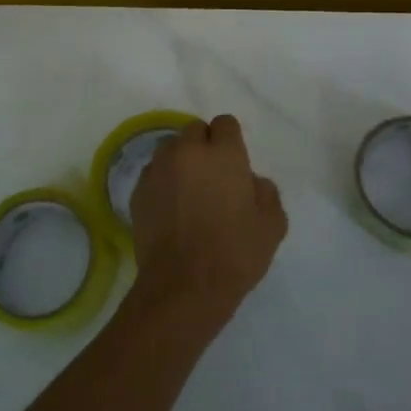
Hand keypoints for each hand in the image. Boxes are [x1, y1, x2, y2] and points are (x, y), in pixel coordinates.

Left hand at [129, 115, 287, 325]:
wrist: (183, 286)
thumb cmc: (234, 254)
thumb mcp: (272, 225)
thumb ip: (266, 192)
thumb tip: (251, 181)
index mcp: (223, 154)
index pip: (225, 123)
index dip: (230, 141)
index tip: (234, 164)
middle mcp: (187, 152)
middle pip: (195, 131)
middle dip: (204, 146)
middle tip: (212, 178)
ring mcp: (158, 169)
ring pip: (170, 149)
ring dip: (181, 161)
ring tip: (188, 192)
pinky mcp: (138, 190)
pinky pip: (153, 173)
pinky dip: (162, 182)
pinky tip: (170, 209)